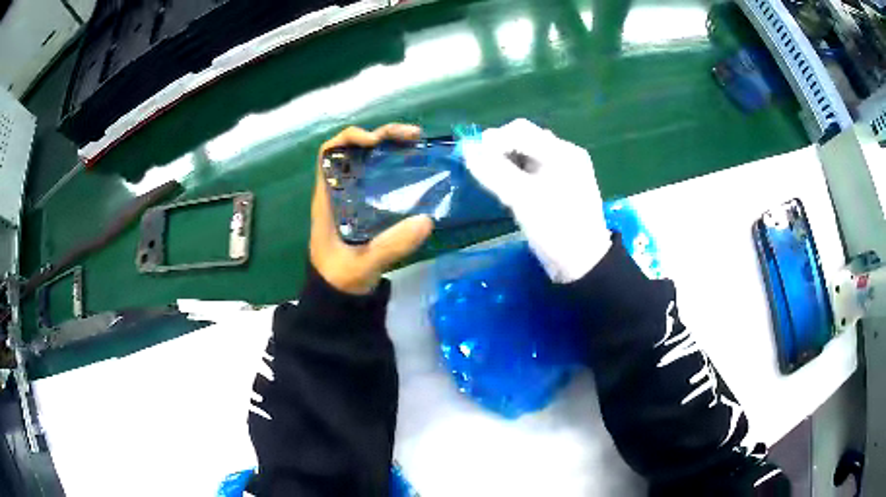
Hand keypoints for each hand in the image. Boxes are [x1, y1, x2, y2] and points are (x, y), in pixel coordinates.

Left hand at [310, 124, 433, 294]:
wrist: (338, 298)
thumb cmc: (340, 279)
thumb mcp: (363, 264)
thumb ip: (390, 246)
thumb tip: (426, 220)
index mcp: (327, 198)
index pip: (329, 153)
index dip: (350, 138)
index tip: (375, 141)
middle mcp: (339, 192)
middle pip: (355, 150)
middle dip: (382, 136)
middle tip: (413, 137)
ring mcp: (353, 198)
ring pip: (369, 162)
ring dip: (392, 148)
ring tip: (418, 145)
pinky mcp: (367, 208)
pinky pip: (380, 179)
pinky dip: (397, 168)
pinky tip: (416, 169)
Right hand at [462, 119, 609, 282]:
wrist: (583, 264)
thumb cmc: (555, 229)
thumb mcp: (522, 199)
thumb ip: (493, 172)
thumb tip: (467, 150)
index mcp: (562, 152)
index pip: (520, 131)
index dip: (493, 140)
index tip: (473, 159)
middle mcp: (565, 154)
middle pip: (524, 139)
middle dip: (500, 150)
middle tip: (483, 170)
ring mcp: (564, 170)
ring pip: (527, 154)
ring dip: (507, 161)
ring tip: (494, 180)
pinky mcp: (559, 185)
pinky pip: (533, 169)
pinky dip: (517, 173)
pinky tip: (509, 188)